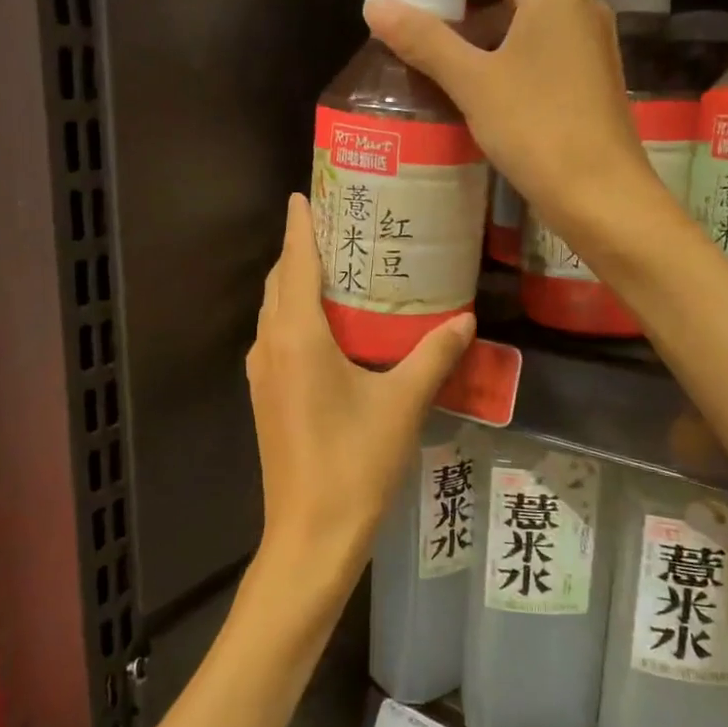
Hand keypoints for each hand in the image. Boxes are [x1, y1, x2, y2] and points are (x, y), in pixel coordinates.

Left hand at [246, 195, 474, 605]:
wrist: (310, 533)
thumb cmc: (355, 463)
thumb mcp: (402, 404)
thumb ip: (433, 355)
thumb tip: (465, 317)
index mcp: (297, 336)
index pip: (295, 262)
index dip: (299, 225)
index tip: (305, 193)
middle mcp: (270, 346)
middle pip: (278, 282)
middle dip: (300, 249)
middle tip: (338, 226)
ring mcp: (262, 374)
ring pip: (273, 311)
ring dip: (294, 284)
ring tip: (336, 268)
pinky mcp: (265, 397)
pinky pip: (275, 338)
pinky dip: (294, 316)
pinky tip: (328, 327)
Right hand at [362, 0, 659, 243]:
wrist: (602, 195)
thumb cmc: (538, 130)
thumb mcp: (473, 82)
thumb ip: (424, 39)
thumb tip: (375, 6)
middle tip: (415, 3)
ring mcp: (585, 35)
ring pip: (524, 2)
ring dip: (477, 11)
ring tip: (433, 36)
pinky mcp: (584, 69)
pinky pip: (535, 35)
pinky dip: (498, 39)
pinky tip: (470, 68)